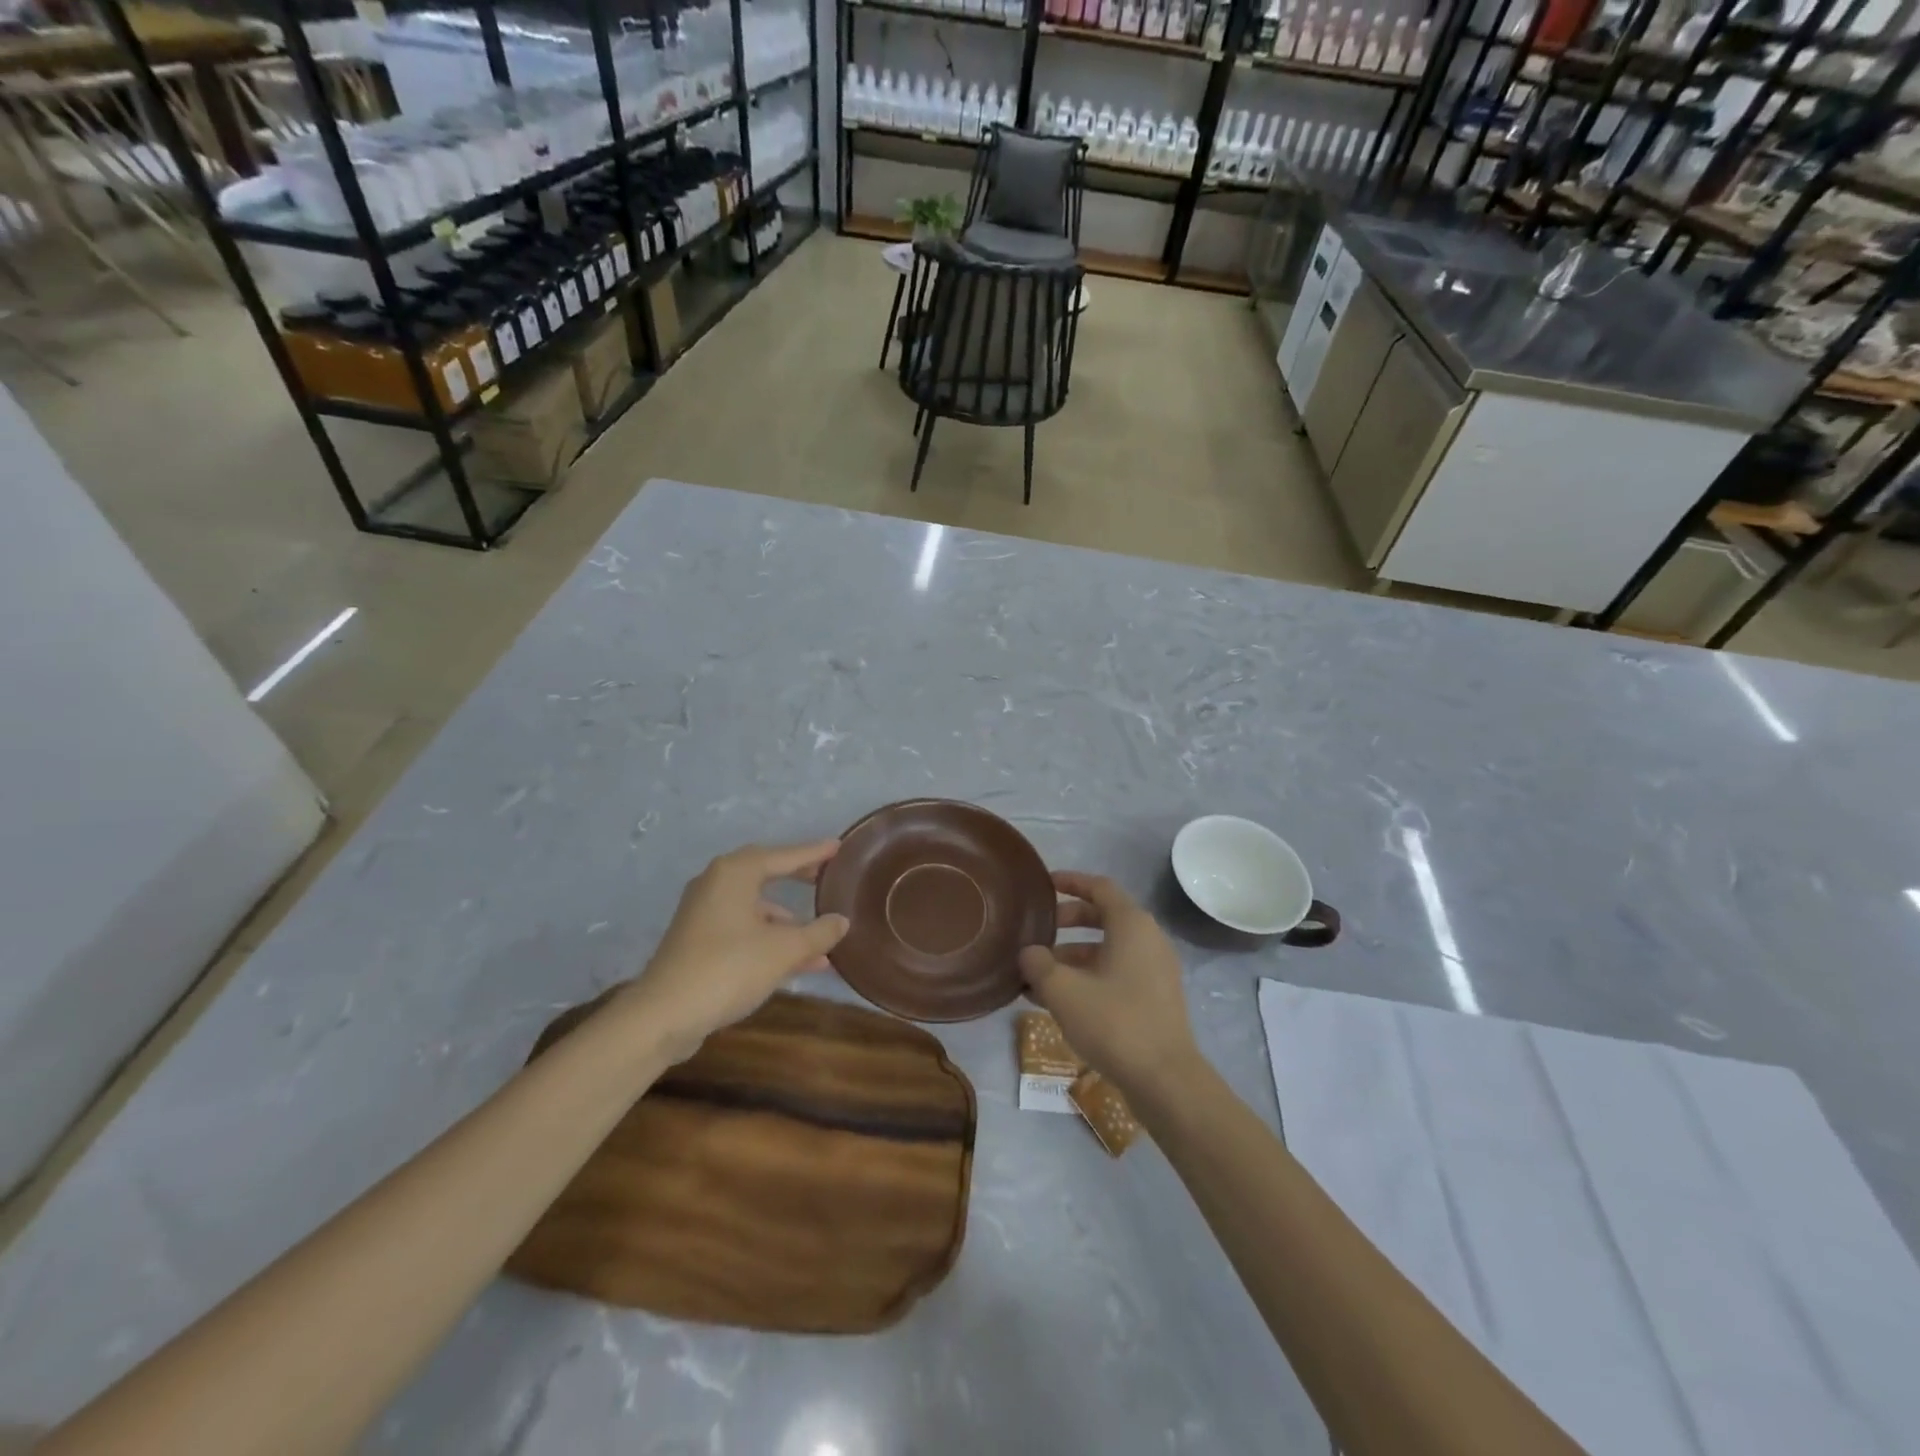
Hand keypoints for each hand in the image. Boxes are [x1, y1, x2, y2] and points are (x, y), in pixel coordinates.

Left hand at [619, 840, 848, 1056]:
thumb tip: (842, 920)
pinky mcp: (697, 940)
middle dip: (797, 877)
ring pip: (755, 907)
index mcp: (735, 873)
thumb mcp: (784, 950)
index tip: (838, 847)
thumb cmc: (728, 968)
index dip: (814, 852)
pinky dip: (769, 937)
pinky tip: (796, 962)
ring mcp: (703, 913)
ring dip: (787, 920)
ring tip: (820, 936)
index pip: (784, 855)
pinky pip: (743, 928)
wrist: (664, 1015)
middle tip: (825, 876)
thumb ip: (818, 933)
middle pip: (765, 873)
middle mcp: (716, 883)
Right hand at [1018, 872, 1201, 1100]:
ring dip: (1072, 955)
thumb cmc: (1114, 1021)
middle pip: (1104, 917)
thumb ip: (1039, 963)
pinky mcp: (1154, 998)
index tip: (1044, 884)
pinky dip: (1088, 977)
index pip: (1100, 887)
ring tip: (1036, 974)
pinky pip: (1116, 973)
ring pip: (1107, 949)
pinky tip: (1057, 1001)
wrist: (1165, 1079)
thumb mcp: (1064, 990)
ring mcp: (1155, 970)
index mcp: (1132, 924)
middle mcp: (1148, 939)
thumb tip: (1029, 953)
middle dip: (1067, 921)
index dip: (1071, 881)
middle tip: (1036, 931)